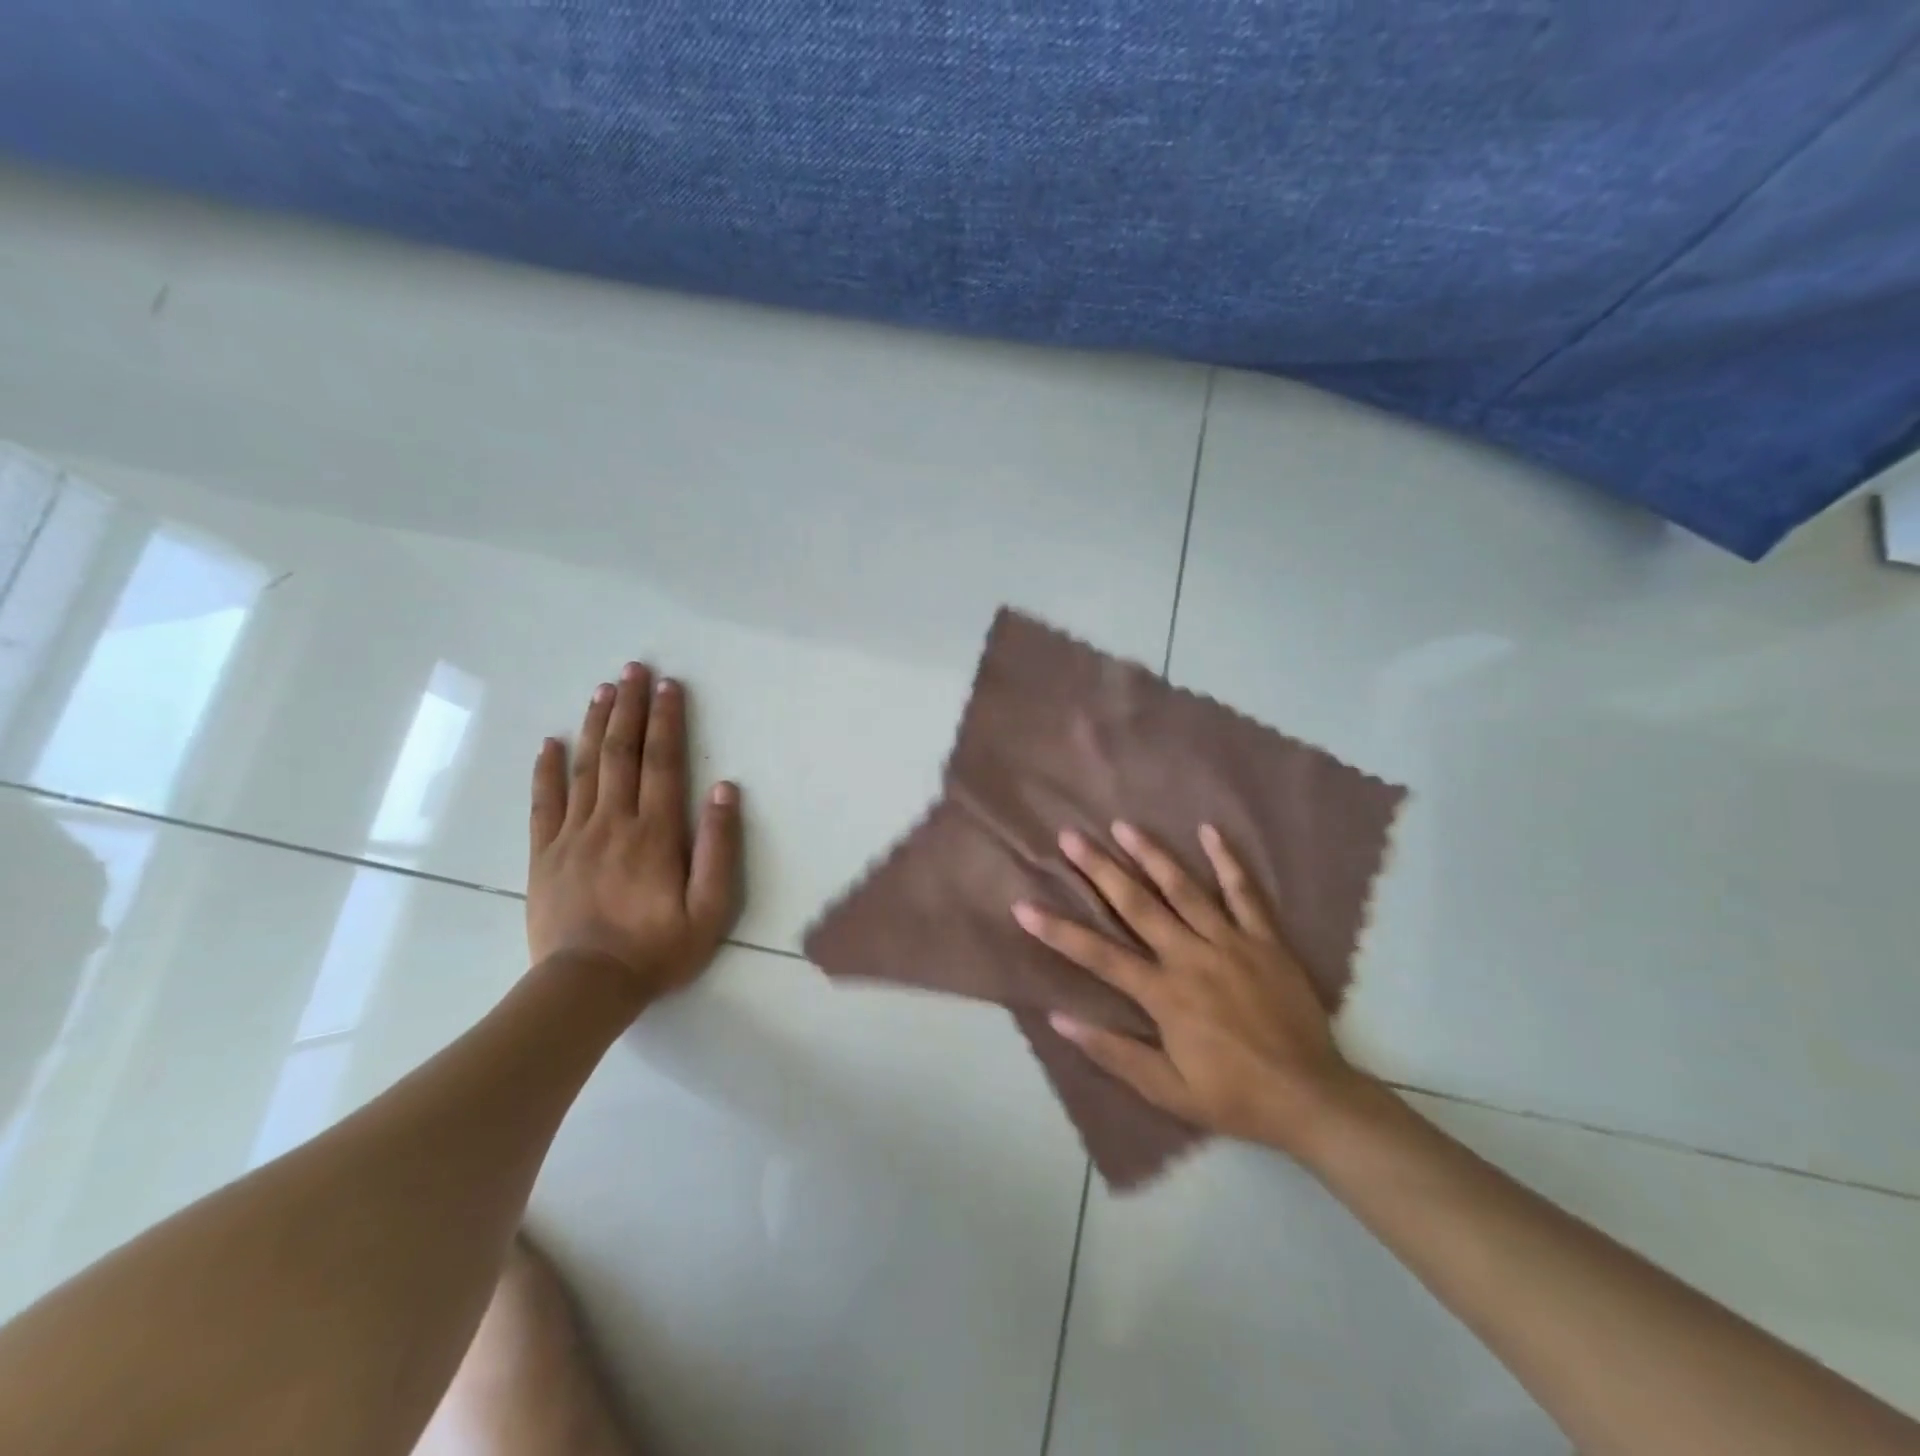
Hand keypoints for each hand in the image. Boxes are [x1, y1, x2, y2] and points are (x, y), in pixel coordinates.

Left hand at [527, 663, 742, 1002]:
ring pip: (585, 768)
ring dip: (596, 725)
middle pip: (622, 753)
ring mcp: (574, 836)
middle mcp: (614, 822)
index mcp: (656, 832)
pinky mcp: (545, 855)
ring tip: (603, 690)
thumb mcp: (710, 907)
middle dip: (630, 707)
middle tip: (634, 669)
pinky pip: (544, 803)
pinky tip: (550, 743)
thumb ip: (718, 847)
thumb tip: (723, 789)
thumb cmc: (658, 949)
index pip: (662, 762)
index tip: (669, 686)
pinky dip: (546, 770)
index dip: (666, 721)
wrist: (586, 987)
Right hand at [1013, 822, 1368, 1154]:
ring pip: (1185, 889)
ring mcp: (1231, 943)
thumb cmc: (1233, 1096)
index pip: (1099, 956)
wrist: (1311, 1098)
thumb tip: (1060, 1018)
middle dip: (1100, 869)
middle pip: (1138, 906)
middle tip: (1071, 837)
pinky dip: (1228, 861)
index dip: (1058, 931)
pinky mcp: (1265, 941)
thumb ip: (1114, 1052)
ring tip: (1123, 825)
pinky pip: (1245, 894)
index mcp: (1165, 994)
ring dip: (1151, 855)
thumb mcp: (1167, 1091)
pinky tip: (1209, 831)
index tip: (1023, 906)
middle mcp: (1192, 957)